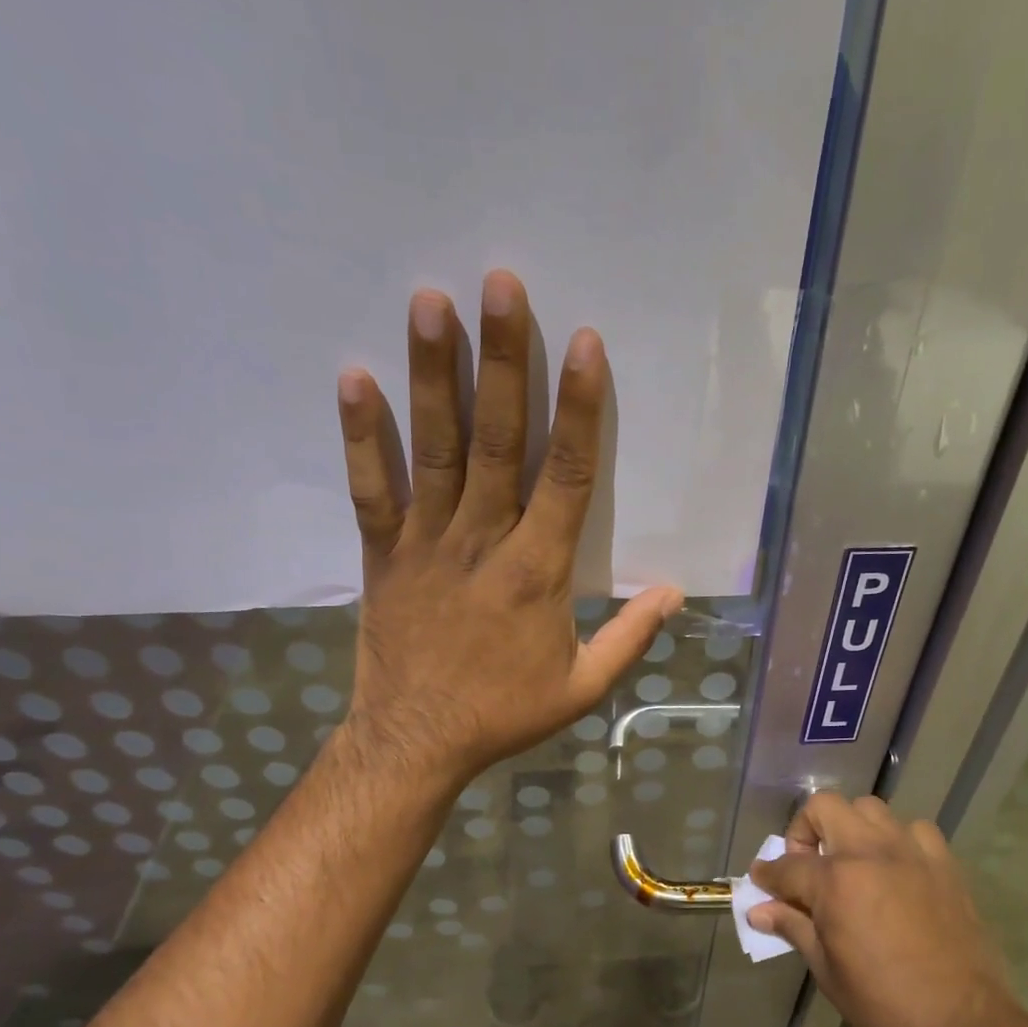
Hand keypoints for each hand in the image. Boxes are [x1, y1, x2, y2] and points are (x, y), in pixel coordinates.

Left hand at [335, 270, 681, 786]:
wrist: (417, 742)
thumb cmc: (504, 713)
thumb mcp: (583, 688)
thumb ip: (630, 638)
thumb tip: (673, 592)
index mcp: (540, 572)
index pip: (569, 477)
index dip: (580, 410)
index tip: (584, 344)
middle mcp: (484, 542)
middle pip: (498, 441)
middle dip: (503, 361)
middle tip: (502, 284)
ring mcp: (427, 543)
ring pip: (435, 450)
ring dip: (433, 375)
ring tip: (431, 302)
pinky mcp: (382, 554)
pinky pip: (371, 489)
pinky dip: (361, 436)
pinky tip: (354, 377)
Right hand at [747, 793, 1027, 1026]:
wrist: (964, 1023)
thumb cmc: (884, 1002)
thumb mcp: (826, 970)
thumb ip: (792, 927)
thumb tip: (758, 911)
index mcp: (835, 881)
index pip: (785, 865)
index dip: (766, 874)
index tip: (761, 882)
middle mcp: (869, 852)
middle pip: (824, 807)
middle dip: (804, 830)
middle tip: (807, 866)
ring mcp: (910, 852)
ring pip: (869, 809)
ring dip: (850, 829)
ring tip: (852, 864)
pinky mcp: (944, 863)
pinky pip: (914, 830)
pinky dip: (897, 840)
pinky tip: (896, 870)